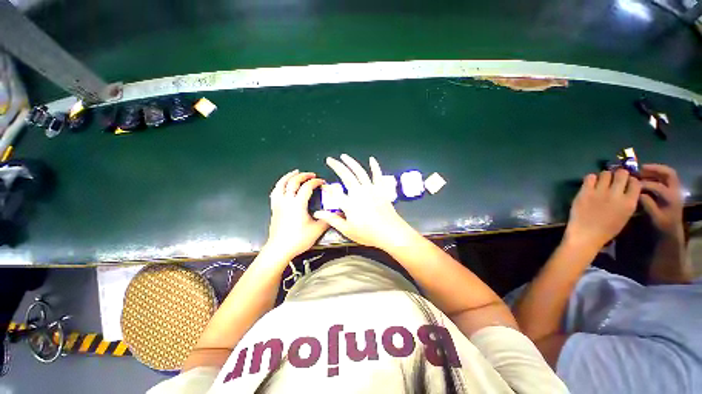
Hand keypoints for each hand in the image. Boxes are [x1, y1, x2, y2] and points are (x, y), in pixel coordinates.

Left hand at [264, 170, 328, 259]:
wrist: (279, 249)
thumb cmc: (298, 240)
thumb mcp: (316, 230)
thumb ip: (328, 220)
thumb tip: (339, 213)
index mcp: (298, 204)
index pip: (307, 187)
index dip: (315, 182)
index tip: (322, 182)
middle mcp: (287, 200)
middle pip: (293, 181)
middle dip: (303, 175)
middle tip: (311, 174)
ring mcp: (278, 204)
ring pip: (281, 184)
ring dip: (289, 176)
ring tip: (295, 172)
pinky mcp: (274, 208)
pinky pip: (275, 192)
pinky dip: (280, 185)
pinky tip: (283, 186)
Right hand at [313, 154, 415, 248]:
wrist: (391, 233)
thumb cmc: (368, 234)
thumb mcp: (348, 230)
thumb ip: (332, 220)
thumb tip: (318, 213)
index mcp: (349, 203)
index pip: (335, 192)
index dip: (327, 188)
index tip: (323, 185)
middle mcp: (359, 192)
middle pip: (346, 175)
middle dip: (337, 166)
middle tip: (330, 159)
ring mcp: (371, 189)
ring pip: (360, 172)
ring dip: (351, 162)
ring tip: (344, 156)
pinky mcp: (381, 190)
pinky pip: (378, 175)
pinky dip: (375, 167)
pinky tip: (372, 159)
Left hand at [564, 169, 640, 250]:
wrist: (586, 234)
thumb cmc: (606, 229)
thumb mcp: (625, 215)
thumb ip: (627, 201)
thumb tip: (627, 188)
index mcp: (629, 202)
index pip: (635, 182)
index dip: (630, 180)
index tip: (626, 182)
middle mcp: (616, 195)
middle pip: (621, 174)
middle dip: (619, 174)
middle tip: (614, 179)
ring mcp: (600, 192)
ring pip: (605, 173)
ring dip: (604, 176)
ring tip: (601, 182)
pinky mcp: (585, 192)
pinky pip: (589, 177)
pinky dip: (591, 178)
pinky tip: (590, 184)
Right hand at [640, 164, 683, 237]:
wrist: (672, 228)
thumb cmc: (663, 224)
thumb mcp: (655, 217)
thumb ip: (648, 204)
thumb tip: (638, 194)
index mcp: (671, 198)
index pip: (658, 186)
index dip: (645, 184)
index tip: (633, 184)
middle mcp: (675, 190)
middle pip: (668, 173)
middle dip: (655, 169)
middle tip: (641, 168)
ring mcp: (674, 189)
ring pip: (667, 173)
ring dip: (655, 170)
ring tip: (642, 170)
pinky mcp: (672, 189)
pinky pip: (665, 177)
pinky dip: (656, 174)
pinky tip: (646, 176)